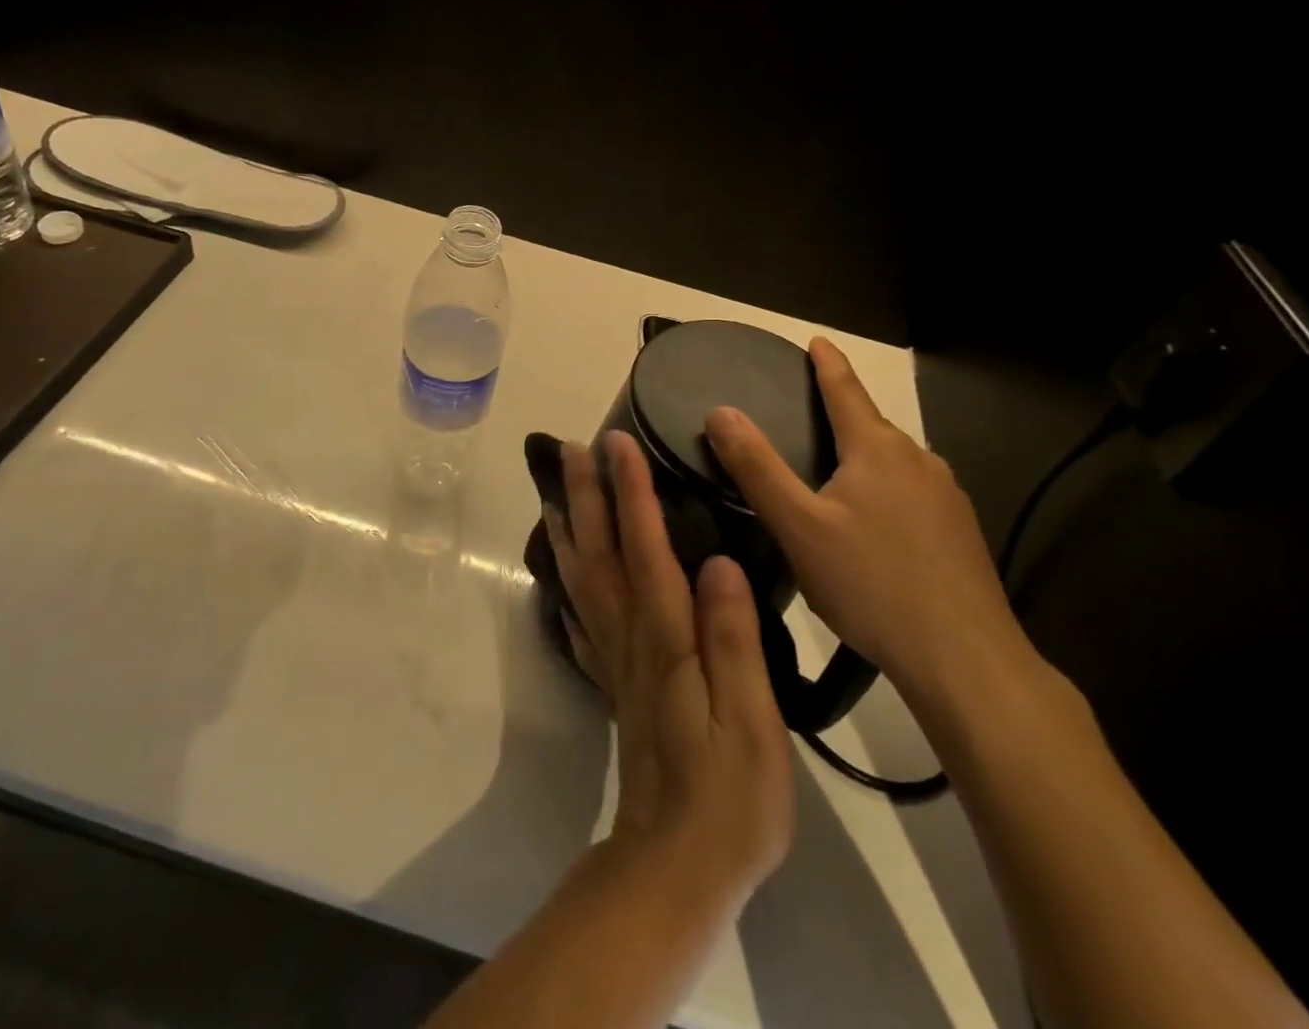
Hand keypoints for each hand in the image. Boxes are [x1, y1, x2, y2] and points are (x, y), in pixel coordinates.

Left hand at [546, 432, 794, 905]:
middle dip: (586, 496)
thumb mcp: (752, 722)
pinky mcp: (613, 681)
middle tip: (572, 449)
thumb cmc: (730, 796)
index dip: (631, 493)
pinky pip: (580, 618)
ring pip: (581, 578)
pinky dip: (566, 583)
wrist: (678, 865)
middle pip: (600, 553)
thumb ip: (734, 640)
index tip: (618, 443)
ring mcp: (615, 659)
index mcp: (666, 638)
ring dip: (569, 528)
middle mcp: (630, 636)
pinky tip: (561, 570)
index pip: (645, 549)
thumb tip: (720, 563)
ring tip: (555, 491)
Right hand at [703, 337, 1030, 704]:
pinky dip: (885, 489)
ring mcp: (948, 498)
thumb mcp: (798, 527)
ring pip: (894, 461)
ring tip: (832, 472)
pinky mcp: (961, 533)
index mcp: (878, 450)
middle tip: (805, 413)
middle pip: (871, 424)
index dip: (827, 363)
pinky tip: (874, 523)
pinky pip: (913, 492)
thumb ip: (757, 468)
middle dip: (841, 413)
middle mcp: (919, 461)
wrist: (967, 661)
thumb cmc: (872, 585)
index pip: (846, 390)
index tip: (817, 340)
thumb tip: (721, 411)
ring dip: (863, 455)